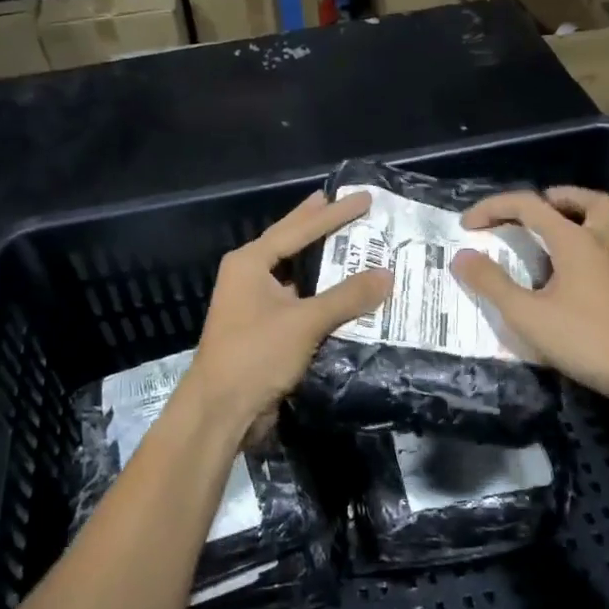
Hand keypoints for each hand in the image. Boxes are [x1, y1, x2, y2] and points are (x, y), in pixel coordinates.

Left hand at [179, 190, 392, 432]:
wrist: (220, 410)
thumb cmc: (256, 355)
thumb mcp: (304, 322)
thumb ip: (346, 296)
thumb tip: (387, 274)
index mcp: (250, 262)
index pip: (298, 229)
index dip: (334, 213)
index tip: (363, 198)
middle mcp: (249, 276)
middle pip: (291, 242)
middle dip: (319, 224)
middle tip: (348, 203)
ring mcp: (254, 303)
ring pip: (295, 273)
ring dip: (323, 261)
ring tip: (352, 243)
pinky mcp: (264, 328)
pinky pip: (298, 300)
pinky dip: (321, 293)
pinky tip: (344, 292)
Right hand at [452, 186, 608, 406]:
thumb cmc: (588, 341)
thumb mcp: (527, 316)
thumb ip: (492, 283)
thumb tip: (461, 257)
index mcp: (576, 241)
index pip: (530, 205)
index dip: (494, 208)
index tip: (468, 226)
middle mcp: (606, 242)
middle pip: (588, 201)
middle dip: (556, 198)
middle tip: (531, 214)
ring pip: (605, 225)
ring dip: (576, 223)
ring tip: (548, 247)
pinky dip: (588, 251)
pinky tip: (573, 284)